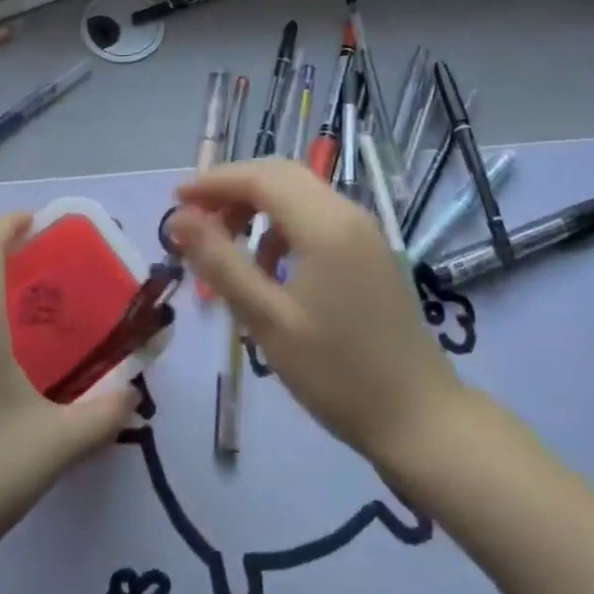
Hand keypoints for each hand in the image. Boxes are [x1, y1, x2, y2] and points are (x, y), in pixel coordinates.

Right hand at [169, 160, 463, 470]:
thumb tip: (178, 219)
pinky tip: (269, 268)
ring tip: (225, 247)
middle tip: (194, 221)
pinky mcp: (370, 252)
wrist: (419, 418)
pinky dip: (283, 228)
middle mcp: (348, 213)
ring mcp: (364, 232)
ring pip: (300, 195)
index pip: (260, 177)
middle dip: (233, 190)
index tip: (174, 201)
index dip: (213, 182)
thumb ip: (220, 262)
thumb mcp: (267, 320)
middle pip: (281, 176)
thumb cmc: (336, 372)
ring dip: (257, 208)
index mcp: (325, 224)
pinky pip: (317, 218)